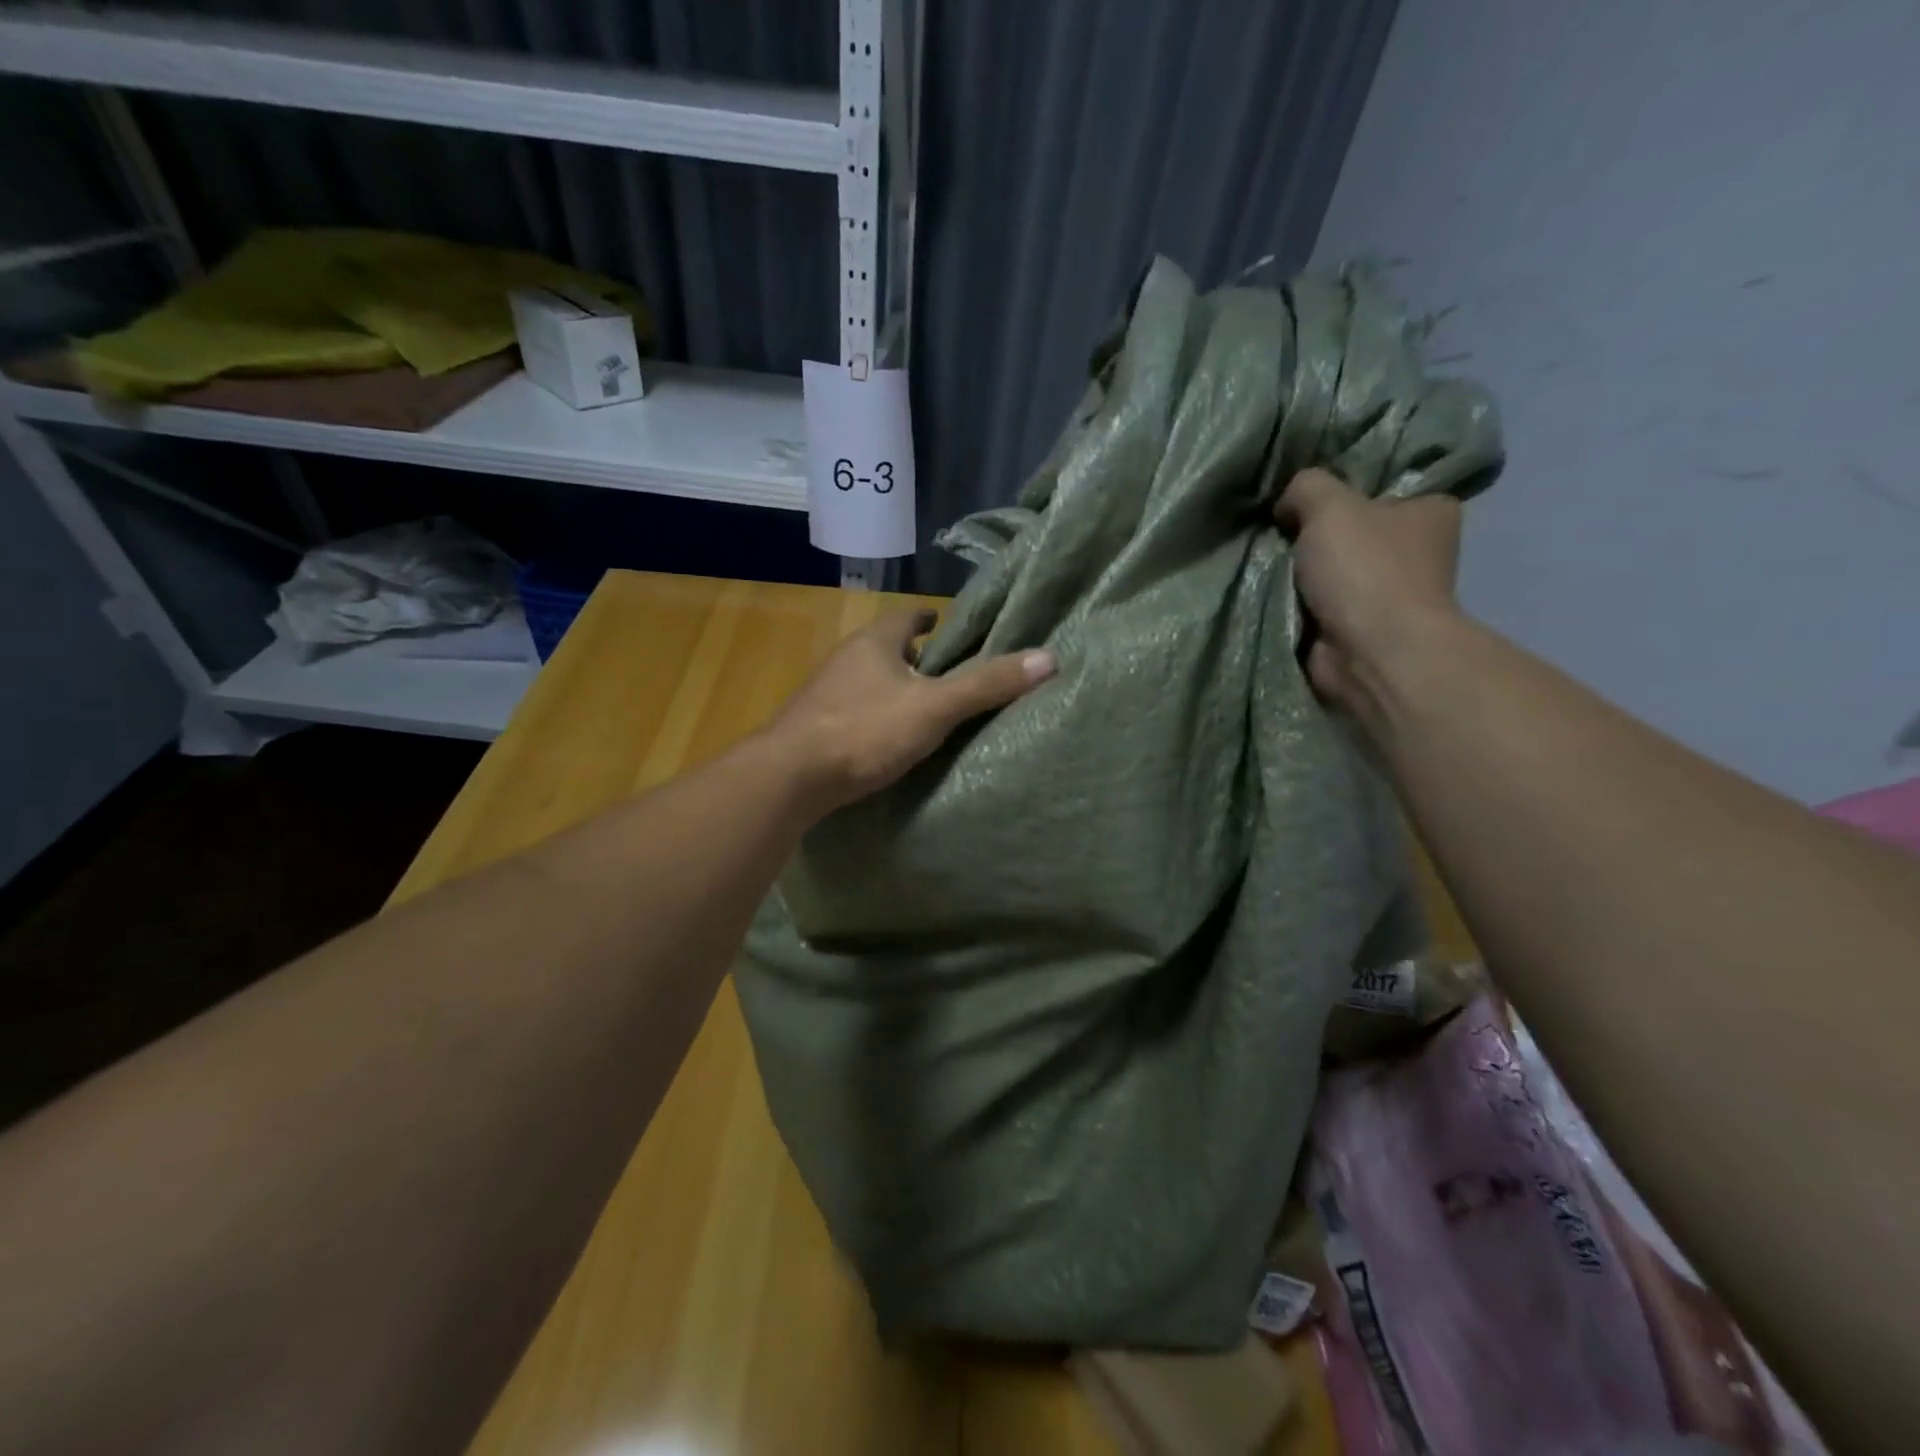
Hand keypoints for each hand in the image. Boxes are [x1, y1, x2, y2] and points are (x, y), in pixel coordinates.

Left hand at [770, 609, 1055, 813]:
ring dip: (892, 689)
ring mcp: (823, 693)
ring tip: (923, 710)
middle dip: (914, 658)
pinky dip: (873, 717)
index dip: (929, 619)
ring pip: (867, 681)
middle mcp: (845, 659)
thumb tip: (1049, 658)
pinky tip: (885, 741)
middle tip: (946, 674)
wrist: (789, 777)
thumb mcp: (934, 708)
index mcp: (875, 642)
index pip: (907, 616)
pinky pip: (851, 712)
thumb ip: (986, 685)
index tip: (946, 627)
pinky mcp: (812, 727)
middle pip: (886, 649)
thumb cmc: (864, 730)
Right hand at [1275, 468, 1464, 709]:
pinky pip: (1315, 603)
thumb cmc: (1365, 570)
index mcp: (1429, 511)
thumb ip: (1306, 486)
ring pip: (1329, 568)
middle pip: (1351, 528)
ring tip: (1263, 558)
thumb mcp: (1329, 505)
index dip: (1343, 484)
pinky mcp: (1357, 627)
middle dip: (1312, 530)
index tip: (1305, 490)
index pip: (1384, 484)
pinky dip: (1293, 601)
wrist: (1369, 653)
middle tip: (1275, 524)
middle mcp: (1415, 550)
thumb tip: (1287, 504)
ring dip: (1298, 569)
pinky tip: (1266, 589)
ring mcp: (1386, 593)